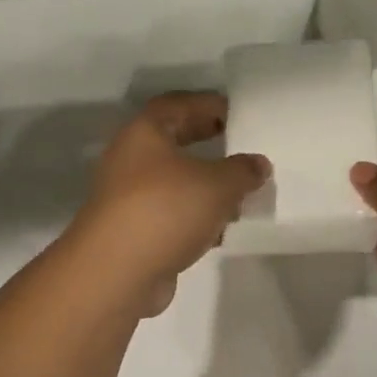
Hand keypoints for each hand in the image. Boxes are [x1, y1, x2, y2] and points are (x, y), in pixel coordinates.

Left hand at [67, 93, 269, 317]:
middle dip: (207, 143)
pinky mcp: (134, 231)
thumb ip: (243, 170)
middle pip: (173, 142)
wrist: (117, 272)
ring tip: (240, 194)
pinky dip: (195, 217)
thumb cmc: (166, 209)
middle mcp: (130, 159)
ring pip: (173, 181)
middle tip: (240, 146)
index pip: (178, 105)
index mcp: (145, 133)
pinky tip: (220, 231)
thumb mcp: (218, 184)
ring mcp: (128, 197)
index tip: (238, 114)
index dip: (208, 105)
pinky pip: (170, 213)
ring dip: (205, 185)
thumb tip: (258, 163)